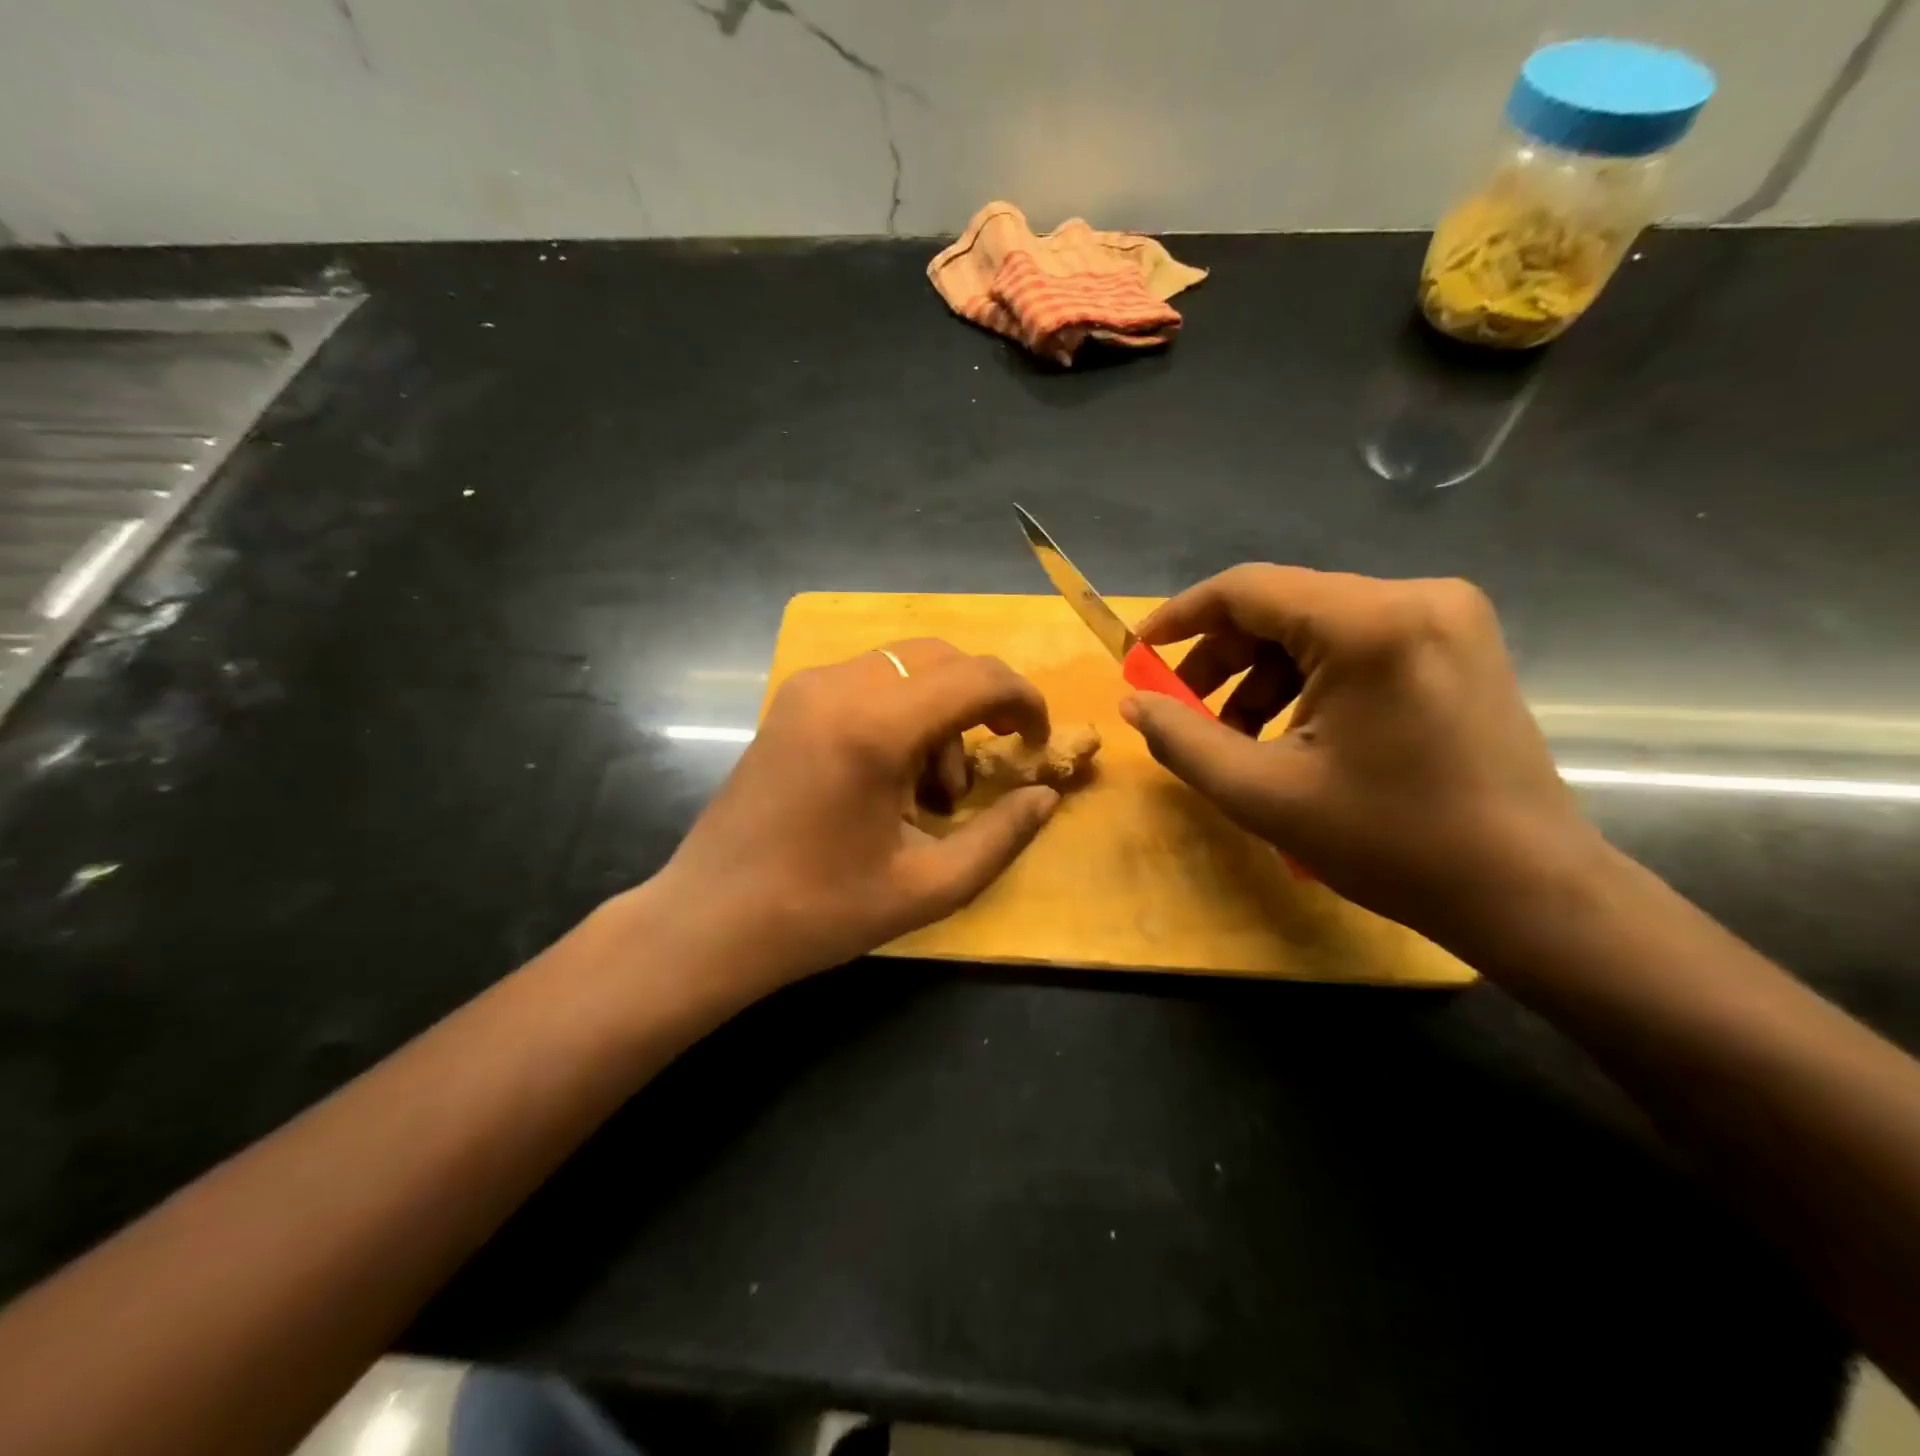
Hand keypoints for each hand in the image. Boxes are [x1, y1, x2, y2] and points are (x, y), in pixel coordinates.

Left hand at [653, 639, 1060, 994]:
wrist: (710, 920)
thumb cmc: (820, 912)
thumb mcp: (928, 886)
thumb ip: (1001, 836)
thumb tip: (1046, 796)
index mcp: (874, 727)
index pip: (976, 678)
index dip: (1023, 701)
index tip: (1038, 743)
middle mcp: (839, 687)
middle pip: (942, 659)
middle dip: (983, 702)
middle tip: (995, 762)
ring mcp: (807, 689)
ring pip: (905, 668)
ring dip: (940, 714)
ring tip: (934, 793)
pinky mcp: (789, 703)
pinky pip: (868, 683)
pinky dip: (901, 714)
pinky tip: (892, 777)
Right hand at [1121, 565, 1593, 943]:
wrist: (1526, 891)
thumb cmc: (1390, 843)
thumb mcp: (1263, 795)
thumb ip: (1182, 740)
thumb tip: (1133, 702)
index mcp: (1369, 624)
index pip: (1246, 589)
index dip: (1179, 617)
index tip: (1137, 655)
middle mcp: (1414, 596)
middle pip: (1281, 605)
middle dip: (1221, 658)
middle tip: (1183, 710)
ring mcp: (1445, 617)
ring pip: (1315, 625)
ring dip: (1261, 675)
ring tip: (1236, 736)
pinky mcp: (1457, 643)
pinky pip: (1355, 642)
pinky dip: (1307, 680)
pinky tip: (1292, 732)